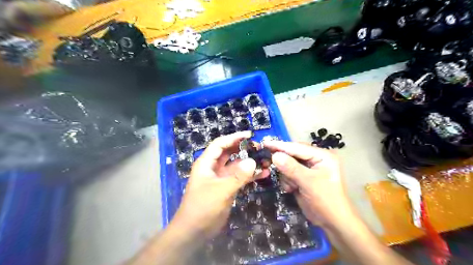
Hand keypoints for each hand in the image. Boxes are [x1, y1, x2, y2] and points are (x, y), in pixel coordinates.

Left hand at [171, 132, 267, 239]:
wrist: (195, 231)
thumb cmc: (203, 207)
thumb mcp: (221, 190)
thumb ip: (238, 176)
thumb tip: (253, 162)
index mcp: (206, 163)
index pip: (220, 144)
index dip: (234, 137)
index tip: (249, 135)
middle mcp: (213, 168)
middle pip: (229, 153)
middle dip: (243, 149)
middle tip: (259, 147)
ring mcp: (220, 178)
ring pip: (236, 166)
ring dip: (249, 163)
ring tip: (265, 161)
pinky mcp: (226, 188)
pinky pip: (239, 178)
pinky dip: (249, 175)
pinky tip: (262, 174)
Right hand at [264, 142, 352, 226]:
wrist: (332, 222)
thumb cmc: (326, 200)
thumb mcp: (309, 183)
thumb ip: (291, 168)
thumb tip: (275, 156)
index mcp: (322, 155)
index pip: (298, 147)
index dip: (281, 146)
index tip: (265, 143)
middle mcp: (315, 159)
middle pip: (292, 154)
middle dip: (284, 164)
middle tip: (269, 164)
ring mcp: (308, 168)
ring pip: (288, 164)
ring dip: (286, 175)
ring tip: (293, 186)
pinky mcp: (302, 177)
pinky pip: (288, 173)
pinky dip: (287, 181)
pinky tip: (293, 189)